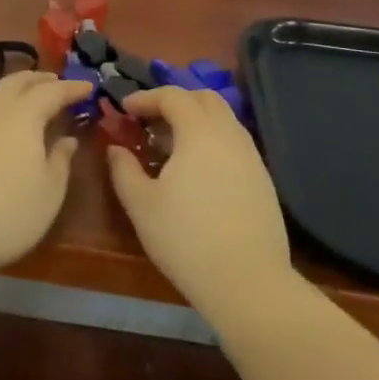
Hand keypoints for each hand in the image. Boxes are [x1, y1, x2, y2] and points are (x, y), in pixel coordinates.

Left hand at [0, 71, 90, 288]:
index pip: (52, 91)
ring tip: (20, 95)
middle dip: (39, 79)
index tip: (88, 86)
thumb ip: (60, 161)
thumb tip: (67, 139)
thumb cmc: (6, 214)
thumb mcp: (49, 194)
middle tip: (55, 82)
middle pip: (16, 82)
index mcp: (23, 116)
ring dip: (10, 87)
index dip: (71, 87)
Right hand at [106, 86, 293, 325]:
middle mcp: (229, 134)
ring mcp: (251, 156)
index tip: (125, 109)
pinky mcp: (263, 178)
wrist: (249, 283)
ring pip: (223, 119)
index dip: (146, 97)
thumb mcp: (142, 206)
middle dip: (175, 101)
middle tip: (151, 121)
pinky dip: (213, 140)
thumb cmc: (187, 240)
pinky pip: (234, 142)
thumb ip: (124, 170)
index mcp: (199, 132)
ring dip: (196, 120)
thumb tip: (116, 148)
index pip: (173, 96)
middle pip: (204, 98)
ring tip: (172, 147)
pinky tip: (199, 171)